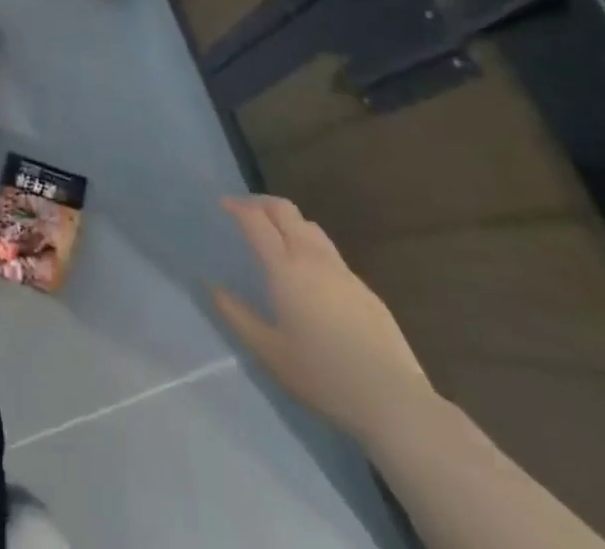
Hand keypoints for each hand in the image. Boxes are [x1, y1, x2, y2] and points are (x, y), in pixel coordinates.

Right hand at [211, 195, 432, 444]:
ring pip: (310, 226)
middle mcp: (313, 257)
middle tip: (245, 211)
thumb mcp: (269, 352)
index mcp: (285, 268)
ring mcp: (343, 271)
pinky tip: (310, 275)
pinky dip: (310, 246)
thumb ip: (236, 315)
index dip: (237, 206)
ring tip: (276, 236)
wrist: (393, 401)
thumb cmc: (322, 376)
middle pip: (285, 210)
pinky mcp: (365, 289)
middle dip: (261, 203)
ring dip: (288, 221)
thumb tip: (212, 286)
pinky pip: (330, 253)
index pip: (256, 220)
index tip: (223, 204)